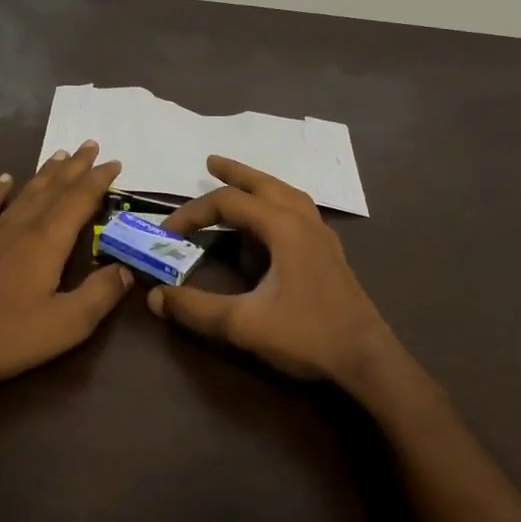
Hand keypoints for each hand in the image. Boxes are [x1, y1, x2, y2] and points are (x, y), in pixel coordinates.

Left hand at [0, 142, 132, 395]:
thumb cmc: (3, 336)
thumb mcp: (65, 324)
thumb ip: (100, 294)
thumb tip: (127, 269)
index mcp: (48, 241)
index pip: (80, 200)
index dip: (99, 180)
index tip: (115, 163)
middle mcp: (21, 226)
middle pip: (54, 188)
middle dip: (76, 167)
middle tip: (91, 145)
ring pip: (25, 192)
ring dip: (45, 173)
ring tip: (61, 155)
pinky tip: (5, 179)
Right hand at [148, 156, 406, 392]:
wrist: (366, 360)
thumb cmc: (306, 335)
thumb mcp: (243, 324)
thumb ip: (196, 309)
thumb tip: (154, 297)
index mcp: (283, 227)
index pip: (228, 203)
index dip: (193, 213)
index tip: (166, 232)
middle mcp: (304, 221)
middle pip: (265, 184)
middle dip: (235, 172)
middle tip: (210, 161)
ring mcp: (322, 236)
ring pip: (287, 194)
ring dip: (260, 184)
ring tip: (241, 183)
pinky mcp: (330, 253)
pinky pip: (300, 212)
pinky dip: (279, 204)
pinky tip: (273, 221)